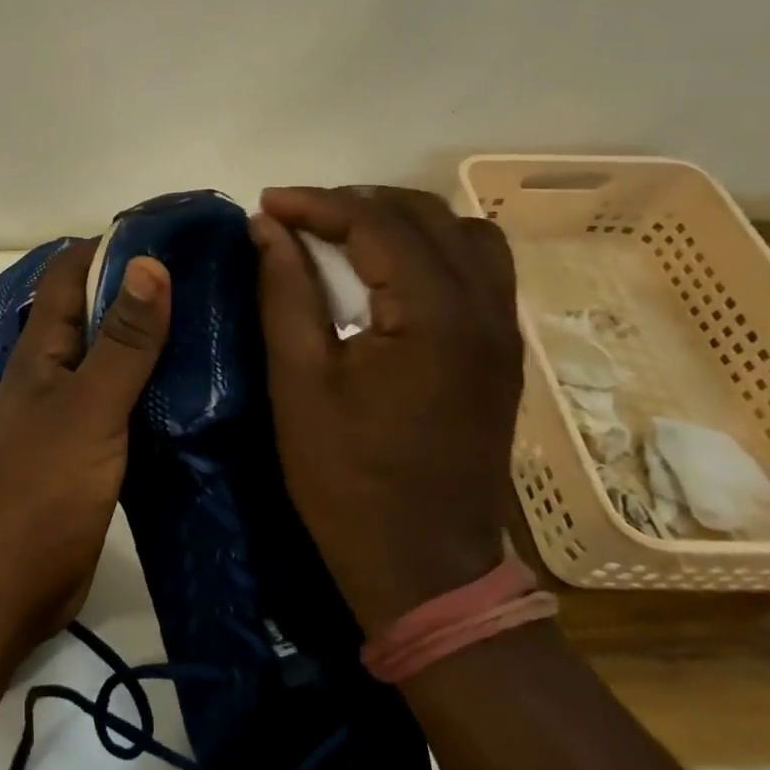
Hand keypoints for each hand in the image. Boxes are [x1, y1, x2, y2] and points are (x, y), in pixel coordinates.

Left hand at [0, 239, 170, 649]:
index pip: (71, 272)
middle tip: (209, 276)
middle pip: (97, 311)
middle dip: (143, 288)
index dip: (113, 245)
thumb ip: (123, 341)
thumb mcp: (89, 407)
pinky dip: (155, 386)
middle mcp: (55, 370)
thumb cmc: (42, 488)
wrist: (8, 586)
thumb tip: (149, 262)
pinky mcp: (91, 448)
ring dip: (152, 338)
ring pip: (114, 356)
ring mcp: (71, 411)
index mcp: (44, 348)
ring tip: (214, 322)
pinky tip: (197, 387)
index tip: (172, 232)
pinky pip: (126, 400)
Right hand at [250, 186, 523, 630]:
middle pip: (425, 215)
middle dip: (355, 204)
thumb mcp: (299, 381)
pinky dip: (431, 250)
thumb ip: (285, 291)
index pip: (376, 222)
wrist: (425, 566)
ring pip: (462, 234)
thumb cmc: (348, 478)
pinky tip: (390, 275)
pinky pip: (477, 269)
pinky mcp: (502, 353)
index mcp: (433, 314)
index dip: (315, 203)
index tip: (266, 203)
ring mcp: (502, 330)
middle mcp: (483, 308)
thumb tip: (267, 227)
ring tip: (344, 237)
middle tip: (298, 220)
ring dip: (400, 221)